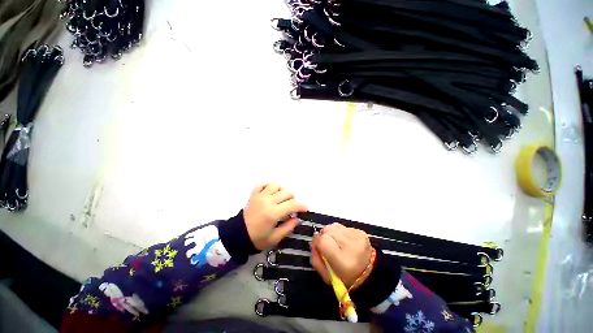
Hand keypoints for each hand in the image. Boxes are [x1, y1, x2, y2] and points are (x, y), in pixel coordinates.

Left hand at [244, 183, 307, 249]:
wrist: (238, 235)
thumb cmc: (257, 239)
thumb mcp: (275, 238)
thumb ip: (288, 227)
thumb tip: (298, 218)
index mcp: (273, 213)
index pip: (292, 205)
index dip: (301, 206)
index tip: (306, 209)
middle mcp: (268, 201)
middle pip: (287, 193)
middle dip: (293, 200)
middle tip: (291, 208)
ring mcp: (260, 196)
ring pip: (276, 185)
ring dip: (282, 191)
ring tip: (281, 199)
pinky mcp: (254, 194)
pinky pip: (263, 184)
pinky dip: (269, 186)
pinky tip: (271, 193)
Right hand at [311, 223, 373, 287]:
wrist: (370, 274)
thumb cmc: (346, 278)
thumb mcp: (327, 276)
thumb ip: (316, 259)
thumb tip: (313, 243)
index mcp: (342, 261)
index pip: (323, 240)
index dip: (317, 241)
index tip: (318, 246)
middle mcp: (350, 245)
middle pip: (327, 229)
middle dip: (324, 236)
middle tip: (328, 245)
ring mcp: (356, 236)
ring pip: (334, 226)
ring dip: (331, 233)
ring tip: (336, 243)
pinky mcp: (361, 231)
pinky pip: (343, 227)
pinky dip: (340, 232)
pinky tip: (345, 241)